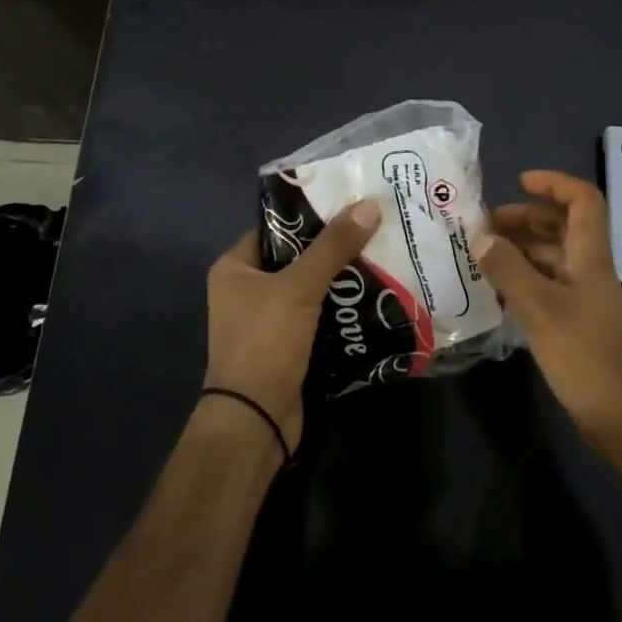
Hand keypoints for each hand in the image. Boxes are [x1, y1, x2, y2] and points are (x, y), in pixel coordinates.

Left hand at [205, 201, 381, 457]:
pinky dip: (343, 307)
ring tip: (385, 254)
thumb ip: (333, 247)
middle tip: (376, 226)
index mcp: (235, 267)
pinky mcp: (289, 345)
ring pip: (313, 287)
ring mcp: (269, 320)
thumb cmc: (265, 343)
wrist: (256, 420)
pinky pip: (320, 315)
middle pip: (298, 257)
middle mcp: (248, 290)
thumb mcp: (299, 287)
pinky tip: (377, 294)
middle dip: (336, 246)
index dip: (313, 214)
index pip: (278, 228)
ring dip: (344, 278)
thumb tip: (369, 205)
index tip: (352, 201)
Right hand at [476, 170, 621, 448]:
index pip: (583, 200)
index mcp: (590, 257)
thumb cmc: (585, 357)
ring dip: (520, 250)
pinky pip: (546, 286)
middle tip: (484, 227)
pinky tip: (495, 292)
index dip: (554, 184)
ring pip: (551, 258)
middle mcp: (589, 270)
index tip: (518, 182)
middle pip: (563, 227)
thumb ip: (509, 270)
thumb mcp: (540, 309)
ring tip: (480, 257)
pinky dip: (522, 280)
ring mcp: (583, 298)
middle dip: (526, 217)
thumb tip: (481, 237)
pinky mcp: (575, 323)